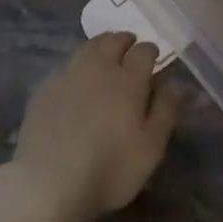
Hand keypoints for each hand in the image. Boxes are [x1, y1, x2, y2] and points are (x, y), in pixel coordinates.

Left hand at [0, 32, 177, 221]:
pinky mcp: (46, 86)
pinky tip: (78, 76)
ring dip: (101, 45)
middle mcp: (98, 67)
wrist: (48, 181)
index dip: (150, 50)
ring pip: (88, 46)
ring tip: (106, 53)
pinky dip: (79, 62)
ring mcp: (68, 73)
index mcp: (128, 79)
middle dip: (125, 40)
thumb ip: (166, 111)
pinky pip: (68, 63)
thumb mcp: (150, 148)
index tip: (154, 56)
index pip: (143, 51)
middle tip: (130, 47)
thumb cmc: (109, 169)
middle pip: (113, 41)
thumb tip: (176, 82)